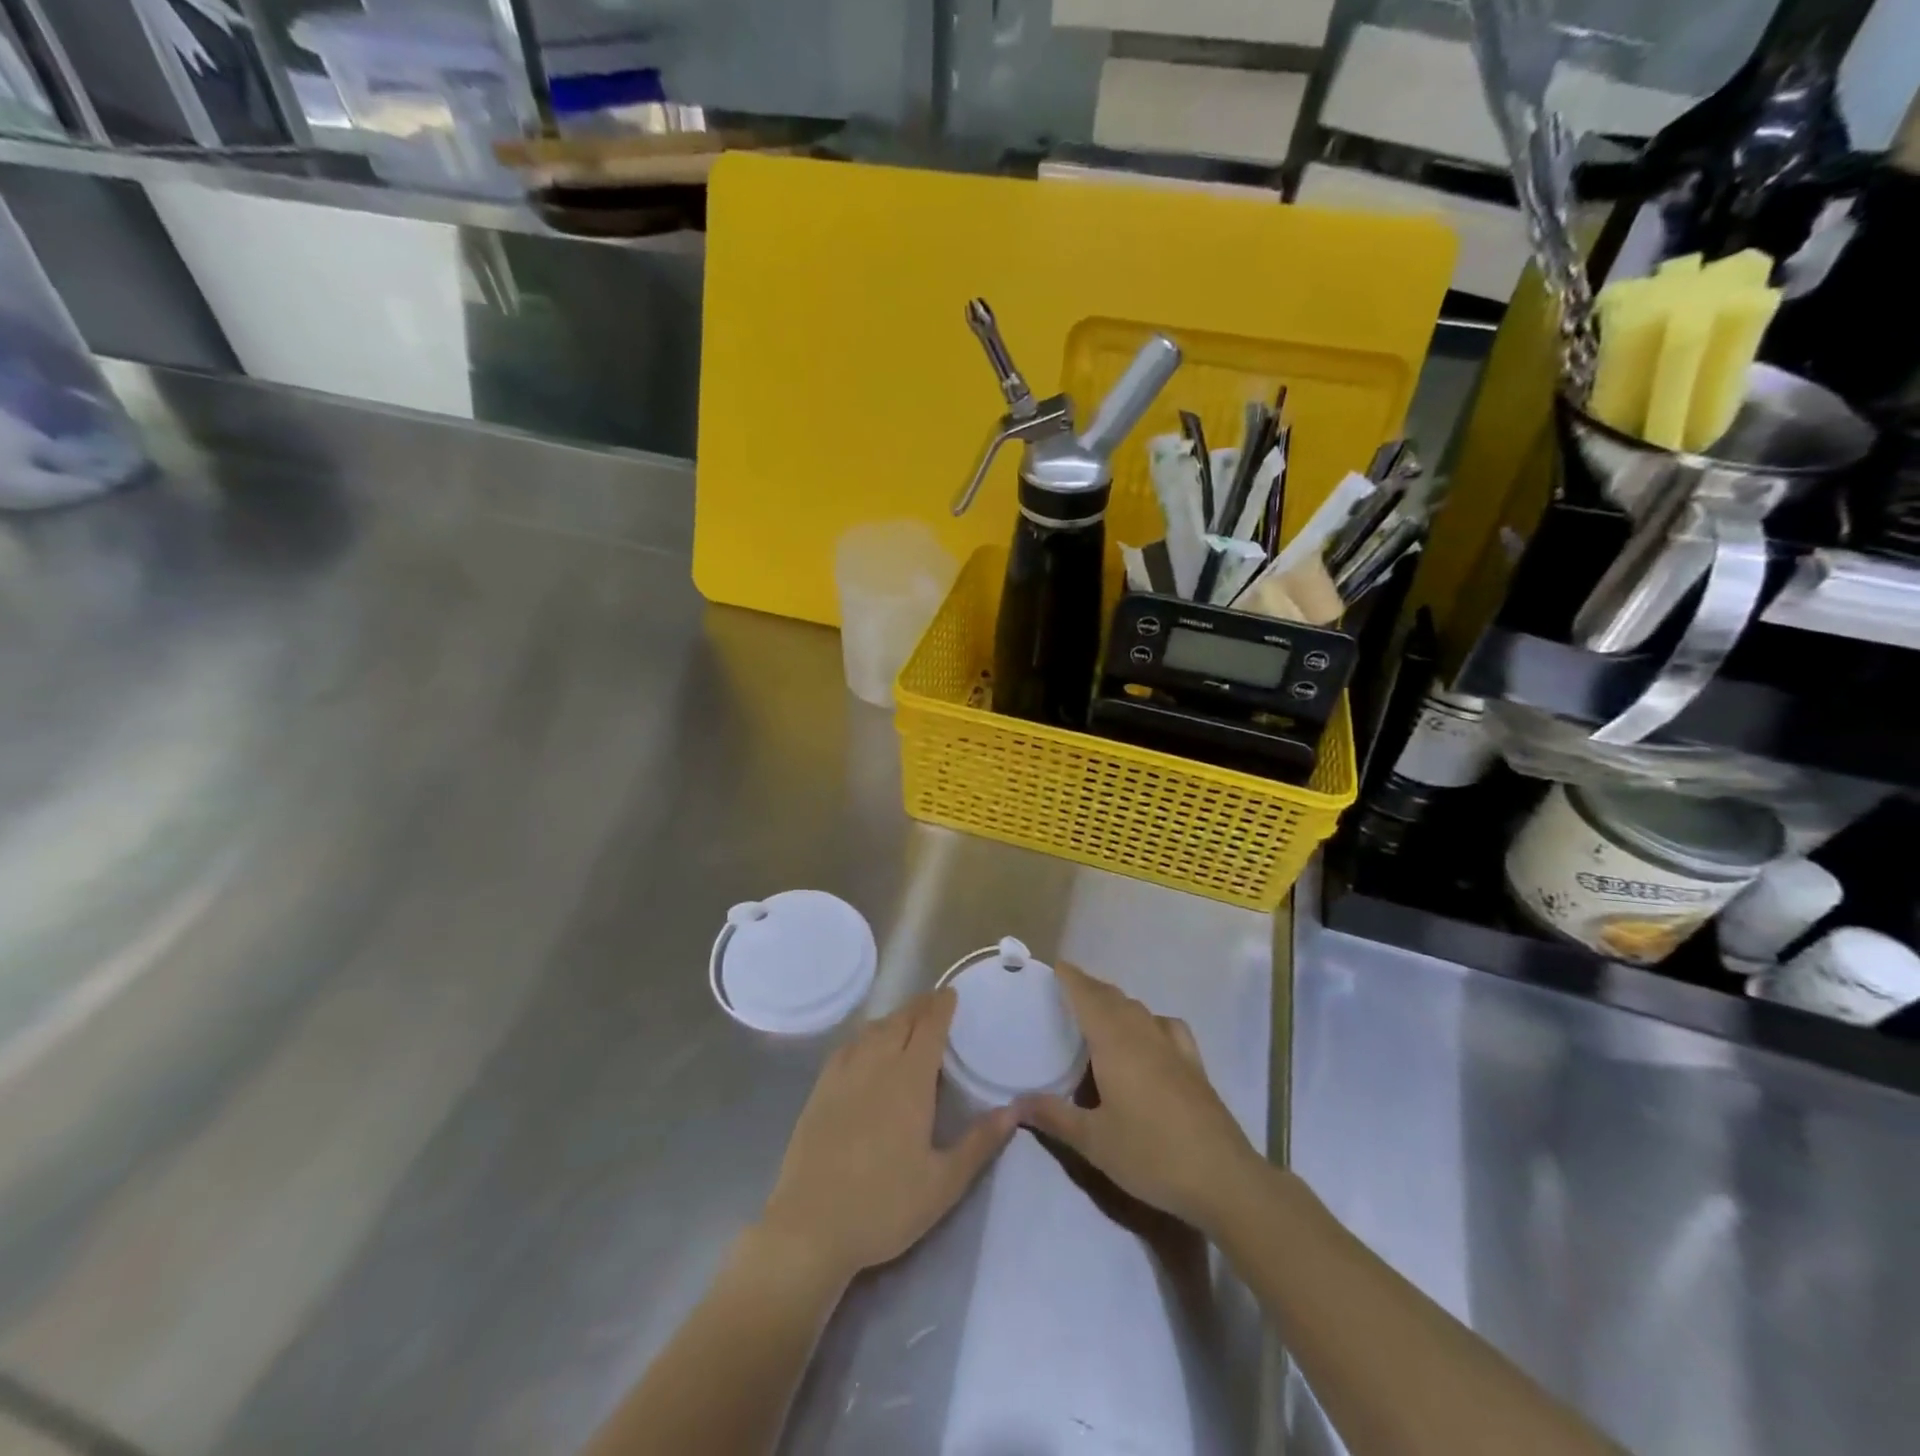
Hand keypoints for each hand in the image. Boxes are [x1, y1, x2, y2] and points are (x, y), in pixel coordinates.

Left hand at [758, 991, 1015, 1287]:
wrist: (810, 1227)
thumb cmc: (884, 1206)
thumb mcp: (943, 1183)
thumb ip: (979, 1143)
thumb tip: (1014, 1110)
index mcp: (909, 1079)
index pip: (929, 1027)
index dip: (941, 1006)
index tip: (951, 994)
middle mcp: (876, 1064)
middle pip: (900, 1020)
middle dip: (920, 1007)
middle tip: (935, 1003)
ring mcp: (843, 1074)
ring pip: (873, 1030)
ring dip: (894, 1018)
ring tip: (907, 1022)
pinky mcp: (820, 1090)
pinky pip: (848, 1046)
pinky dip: (866, 1036)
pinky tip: (867, 1048)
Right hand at [1017, 962, 1262, 1233]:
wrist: (1222, 1178)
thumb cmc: (1150, 1154)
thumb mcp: (1093, 1141)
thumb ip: (1053, 1116)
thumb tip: (1016, 1102)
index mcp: (1115, 1042)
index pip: (1088, 996)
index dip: (1071, 978)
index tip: (1055, 967)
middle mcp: (1143, 1033)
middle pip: (1113, 997)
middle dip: (1089, 988)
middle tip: (1066, 993)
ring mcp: (1173, 1046)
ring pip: (1139, 1009)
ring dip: (1116, 1003)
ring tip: (1099, 1014)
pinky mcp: (1194, 1064)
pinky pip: (1166, 1026)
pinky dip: (1149, 1020)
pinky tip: (1148, 1038)